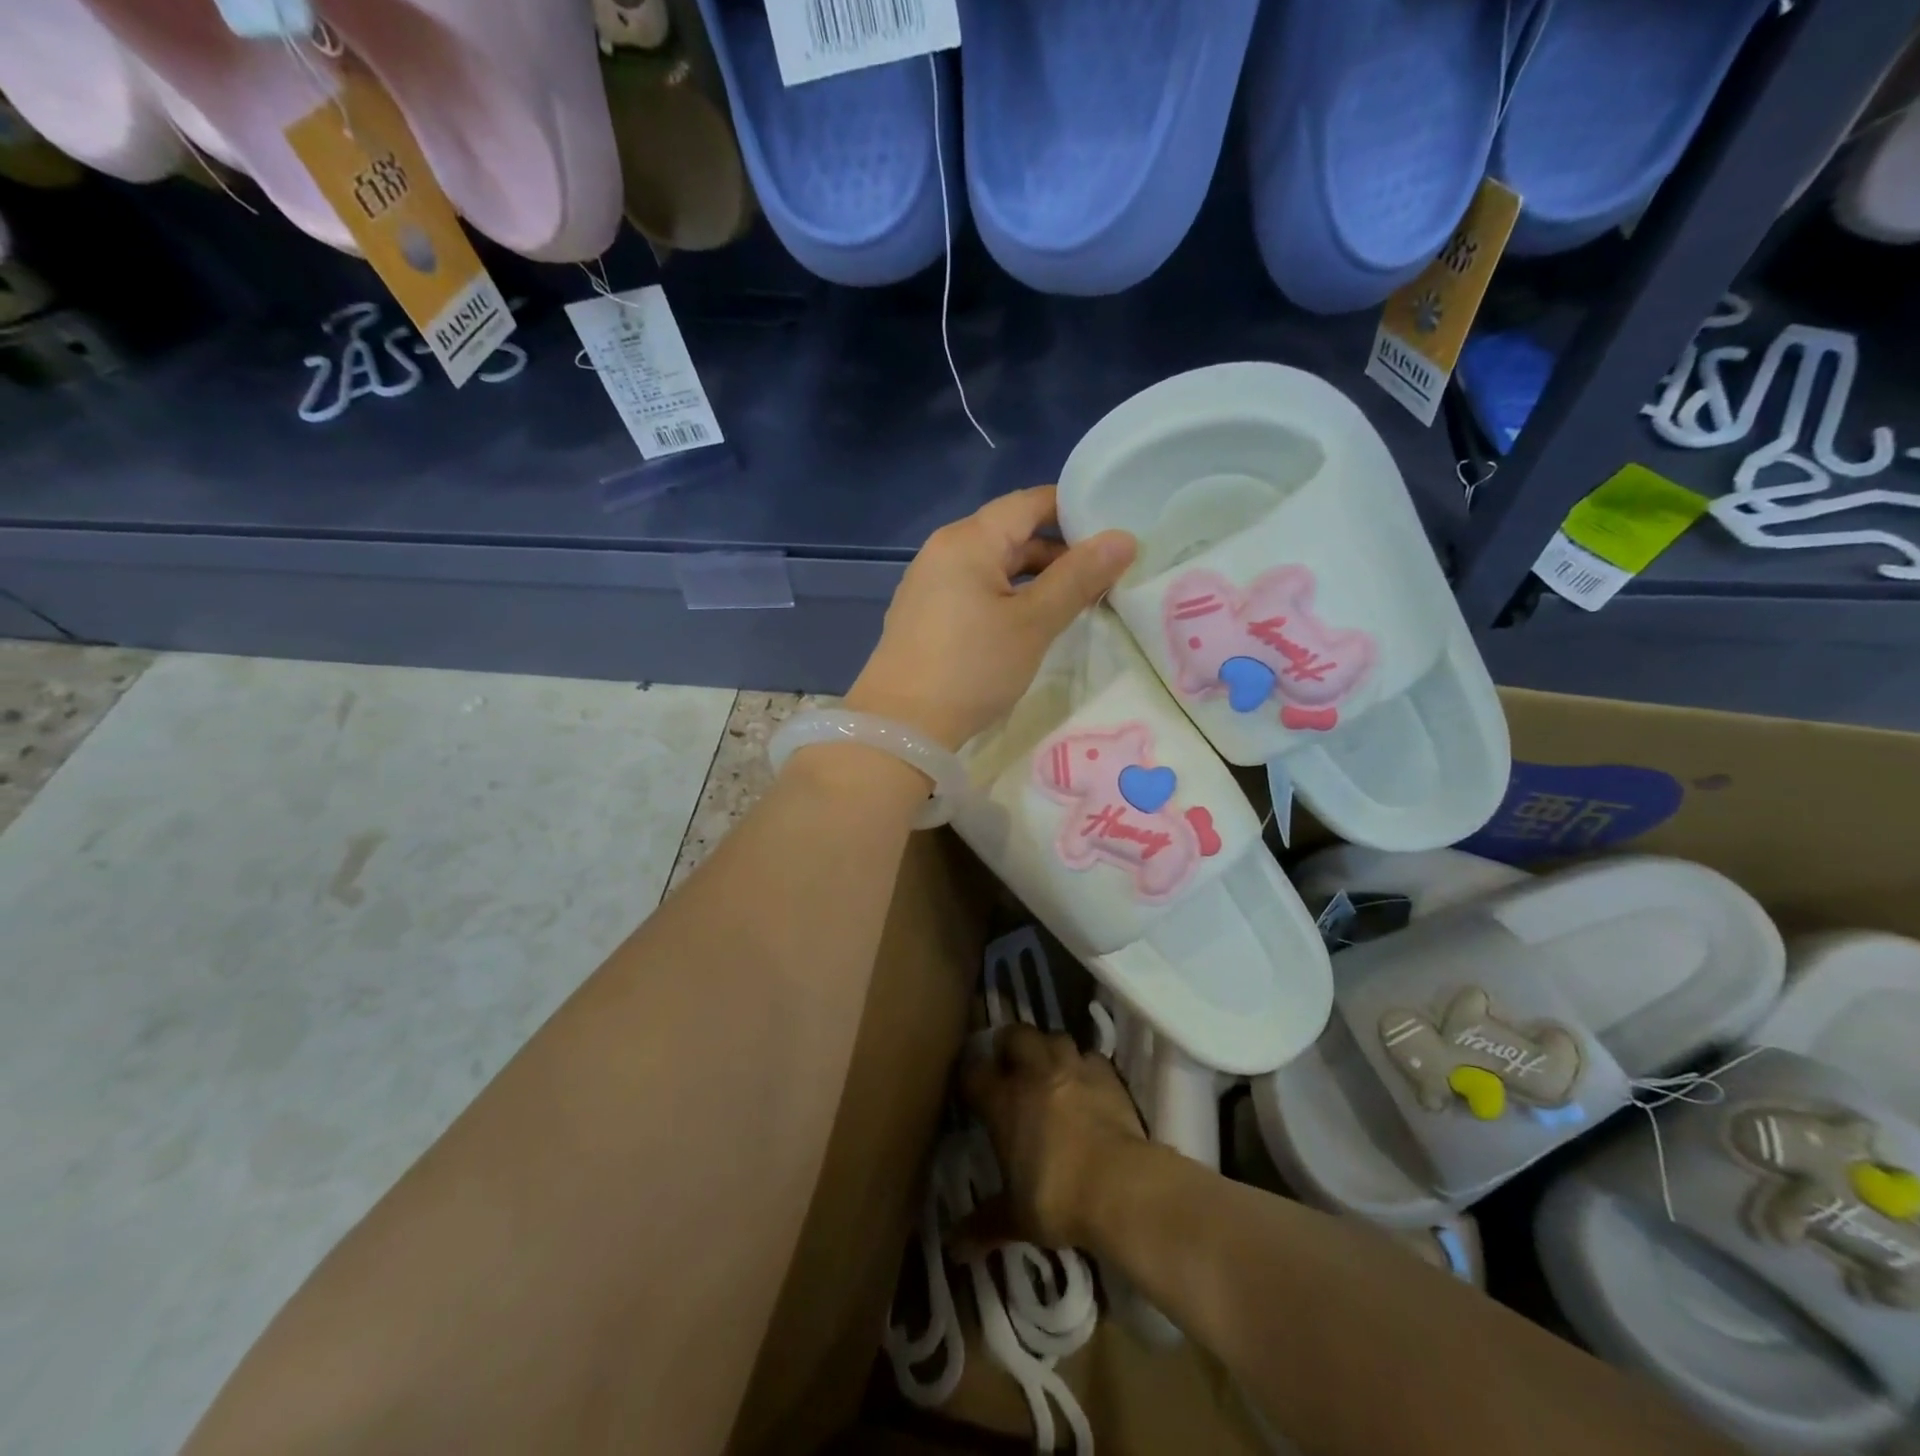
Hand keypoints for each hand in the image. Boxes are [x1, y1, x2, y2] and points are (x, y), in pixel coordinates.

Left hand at [845, 486, 1136, 748]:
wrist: (902, 726)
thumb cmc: (972, 668)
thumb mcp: (1033, 623)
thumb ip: (1078, 578)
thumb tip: (1124, 538)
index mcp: (968, 540)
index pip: (1029, 503)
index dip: (1073, 511)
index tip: (1113, 532)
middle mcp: (944, 550)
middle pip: (1011, 533)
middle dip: (1059, 550)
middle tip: (1104, 574)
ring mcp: (930, 582)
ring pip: (994, 564)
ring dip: (1035, 577)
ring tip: (1075, 601)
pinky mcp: (926, 613)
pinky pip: (975, 588)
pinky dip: (1007, 595)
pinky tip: (1029, 622)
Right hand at [959, 1023, 1145, 1250]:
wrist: (1121, 1187)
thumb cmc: (1059, 1200)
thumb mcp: (1016, 1218)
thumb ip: (984, 1225)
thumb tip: (953, 1250)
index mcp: (1004, 1101)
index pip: (974, 1073)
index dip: (970, 1077)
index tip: (971, 1088)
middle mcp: (1035, 1073)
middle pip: (1016, 1035)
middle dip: (1010, 1045)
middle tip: (1010, 1065)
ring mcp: (1073, 1069)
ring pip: (1054, 1037)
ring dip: (1048, 1048)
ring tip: (1048, 1068)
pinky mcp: (1106, 1075)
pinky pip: (1090, 1056)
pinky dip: (1084, 1065)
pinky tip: (1085, 1083)